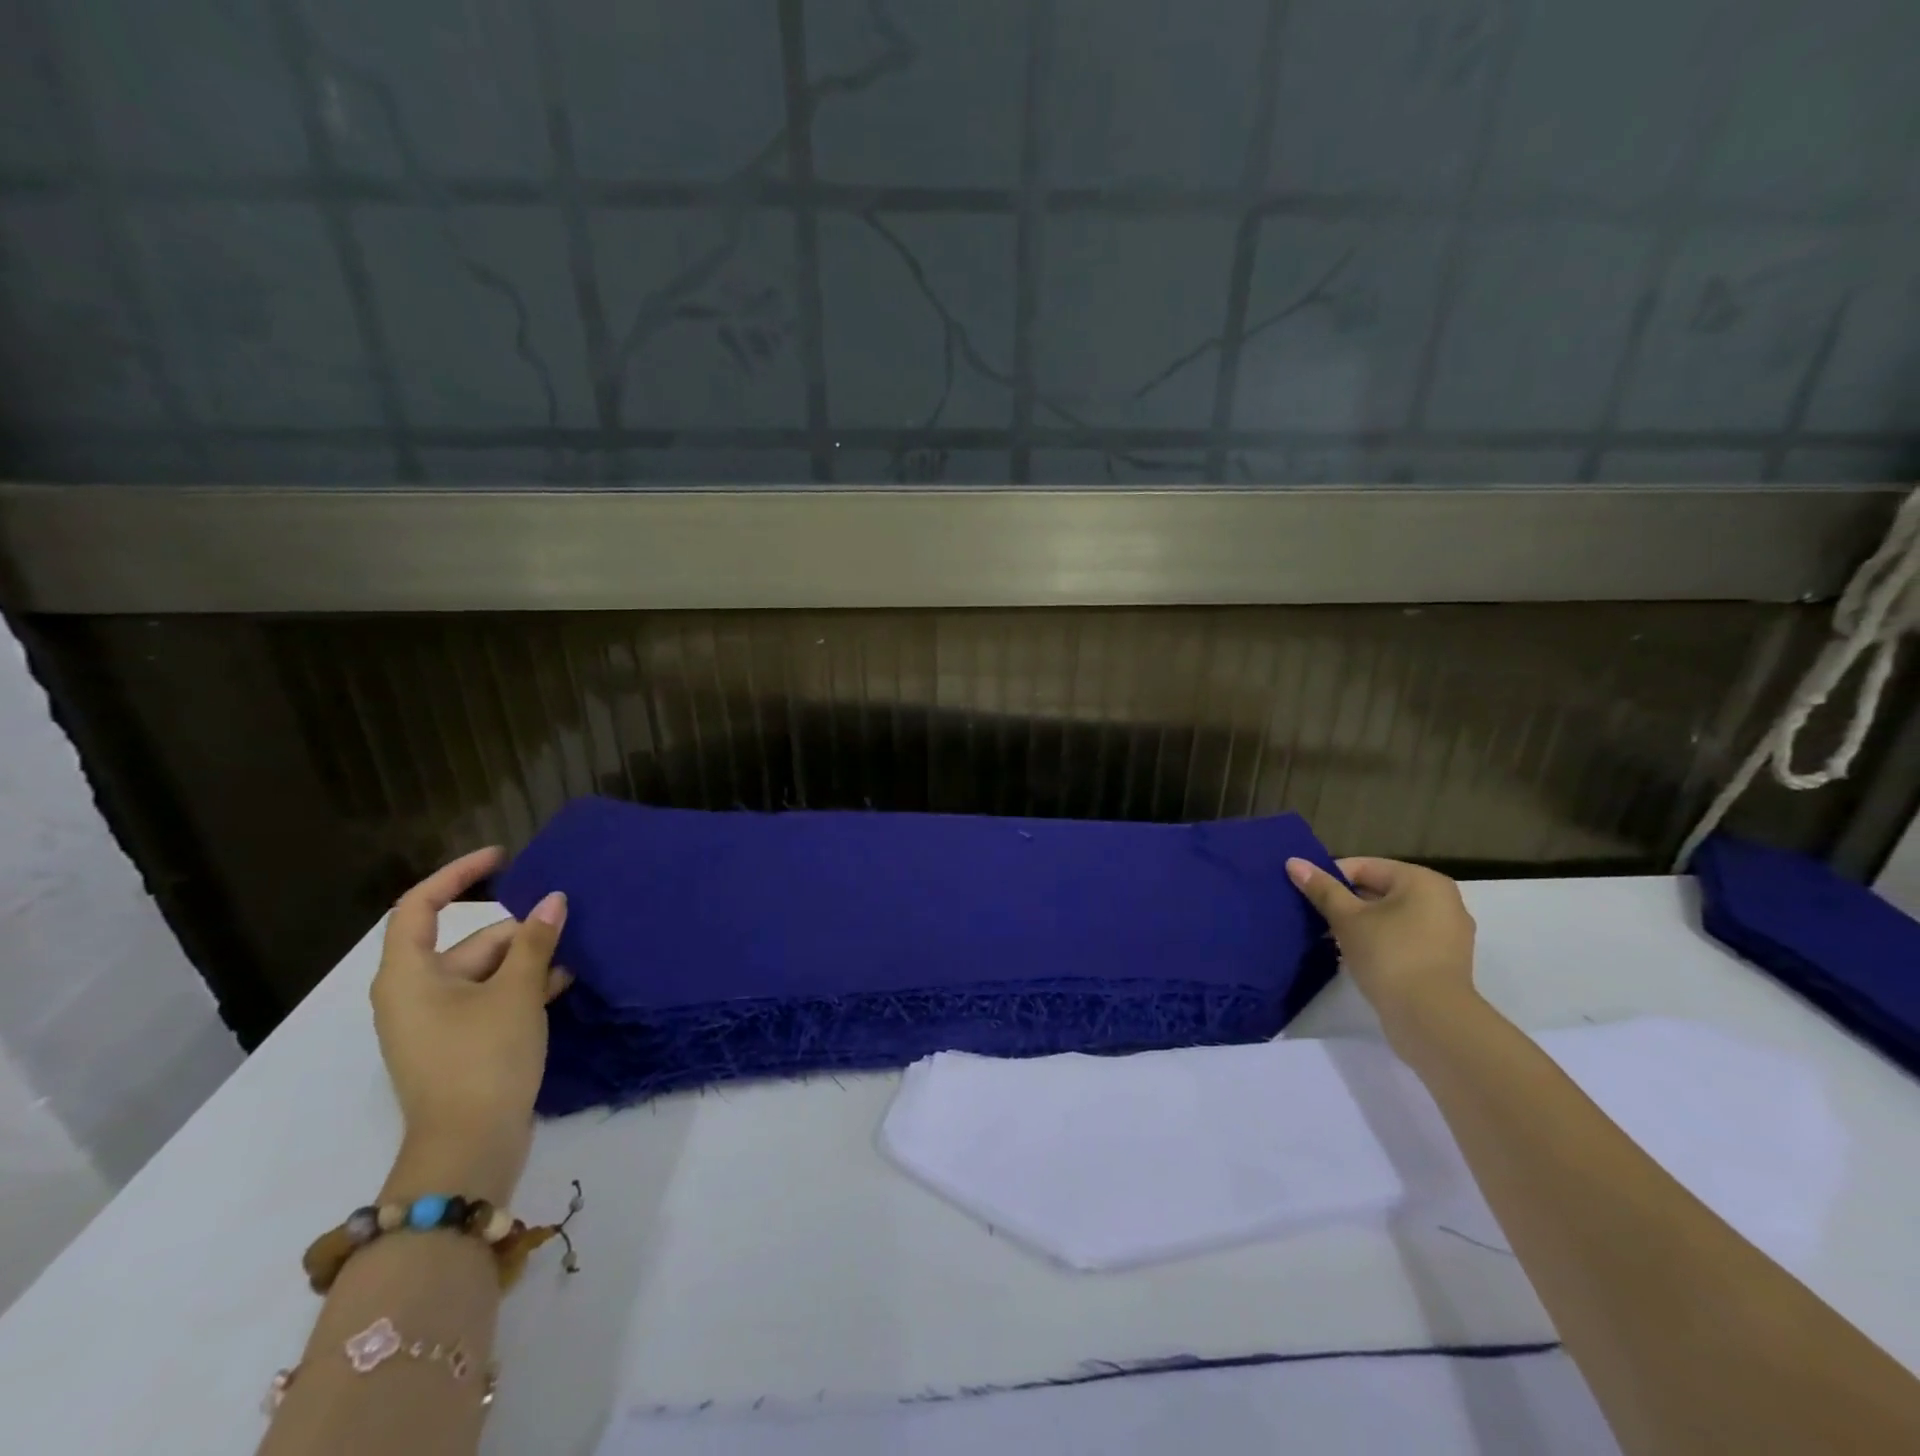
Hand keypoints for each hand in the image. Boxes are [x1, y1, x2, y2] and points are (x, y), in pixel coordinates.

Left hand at [370, 847, 569, 1203]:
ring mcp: (435, 1022)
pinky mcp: (457, 1044)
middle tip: (566, 931)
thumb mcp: (517, 992)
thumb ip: (536, 941)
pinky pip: (489, 999)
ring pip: (486, 972)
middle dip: (519, 933)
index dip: (458, 874)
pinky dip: (521, 989)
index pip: (421, 906)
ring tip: (572, 960)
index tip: (503, 857)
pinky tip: (562, 985)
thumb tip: (554, 900)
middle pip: (469, 942)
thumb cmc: (483, 1058)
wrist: (469, 1148)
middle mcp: (414, 993)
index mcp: (409, 975)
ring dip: (528, 962)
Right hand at [1286, 856, 1478, 1044]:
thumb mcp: (1347, 918)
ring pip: (1390, 916)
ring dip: (1360, 924)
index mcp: (1422, 881)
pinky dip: (1379, 942)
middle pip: (1379, 891)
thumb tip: (1293, 862)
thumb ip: (1322, 889)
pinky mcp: (1443, 960)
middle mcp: (1442, 900)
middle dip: (1345, 903)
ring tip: (1330, 938)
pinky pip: (1403, 938)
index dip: (1331, 879)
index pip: (1364, 867)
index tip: (1307, 896)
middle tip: (1315, 917)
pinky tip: (1355, 955)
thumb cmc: (1389, 955)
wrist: (1430, 1017)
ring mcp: (1447, 932)